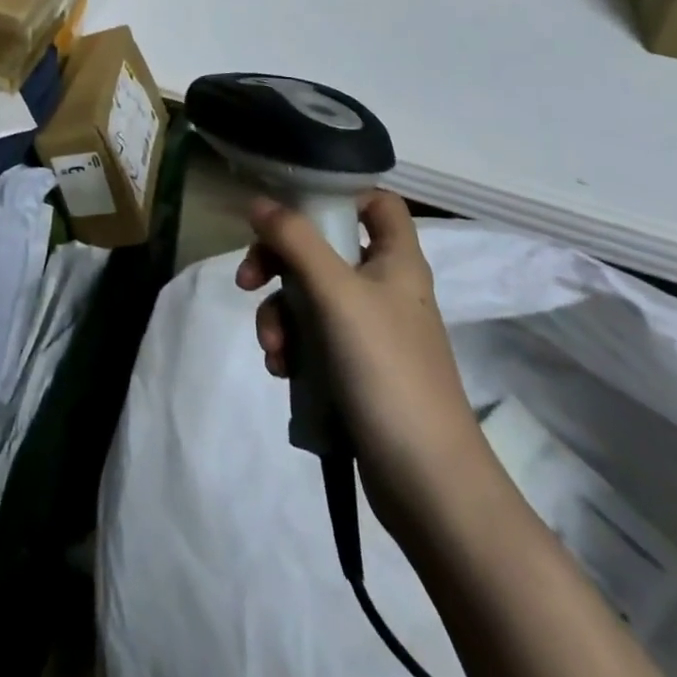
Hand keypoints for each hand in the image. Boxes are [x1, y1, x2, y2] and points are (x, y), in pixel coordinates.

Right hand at [237, 193, 493, 532]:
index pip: (377, 202)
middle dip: (278, 262)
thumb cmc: (387, 369)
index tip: (292, 204)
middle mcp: (383, 287)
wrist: (428, 482)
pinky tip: (282, 369)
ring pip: (308, 294)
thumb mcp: (335, 293)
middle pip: (322, 247)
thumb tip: (257, 201)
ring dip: (278, 313)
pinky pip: (311, 336)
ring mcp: (369, 330)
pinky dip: (291, 344)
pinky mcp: (355, 367)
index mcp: (395, 260)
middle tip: (248, 279)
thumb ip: (295, 240)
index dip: (339, 194)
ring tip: (273, 348)